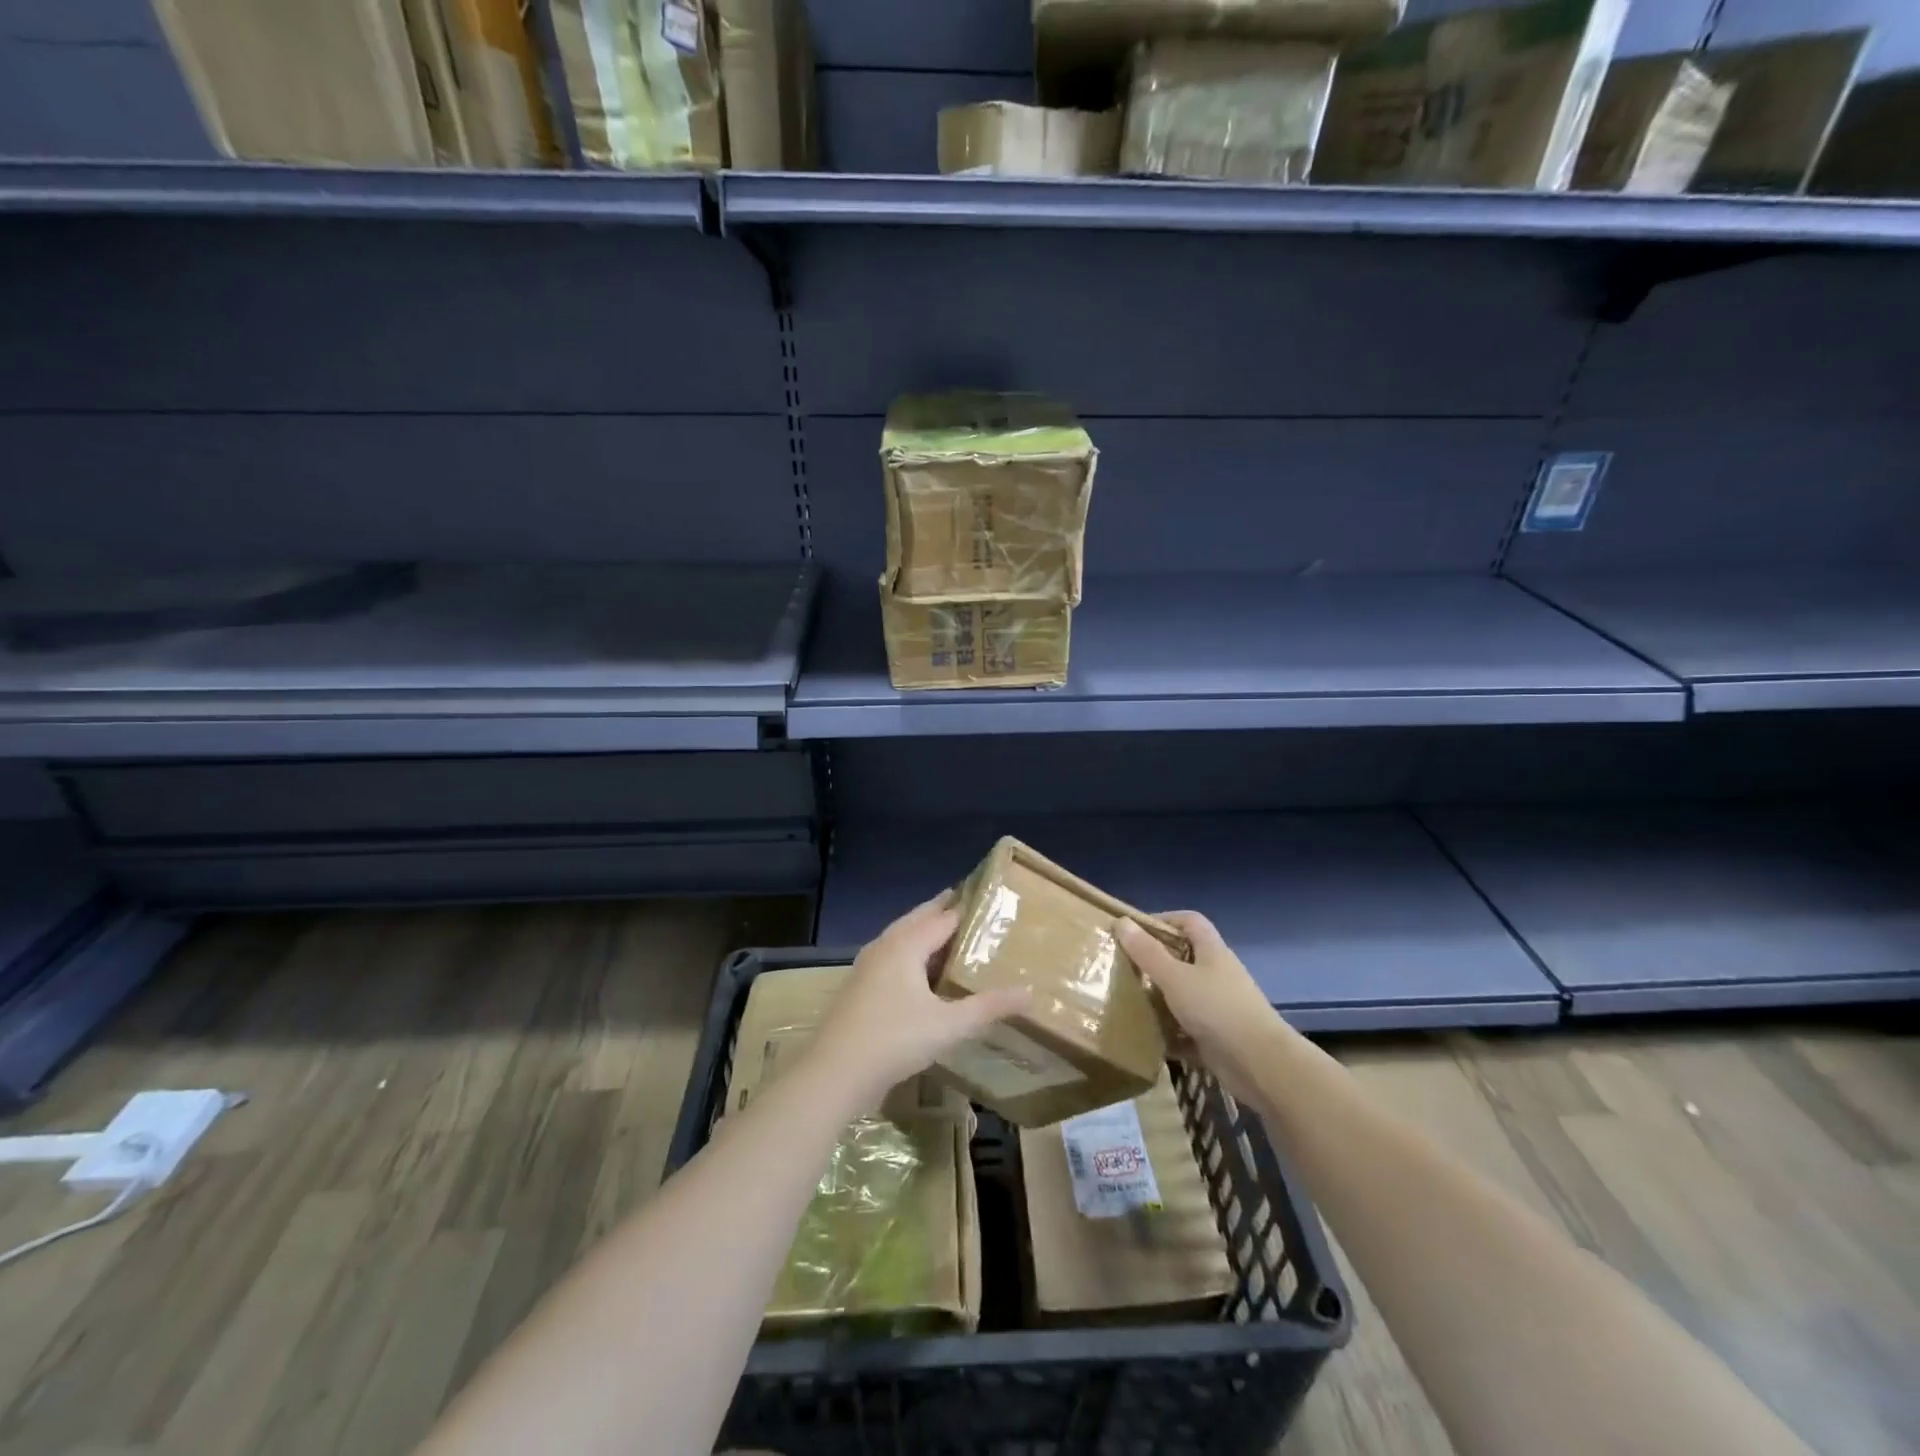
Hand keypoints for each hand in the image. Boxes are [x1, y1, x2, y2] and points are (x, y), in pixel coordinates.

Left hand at [806, 892, 1032, 1112]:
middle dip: (944, 912)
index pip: (944, 915)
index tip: (992, 902)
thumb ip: (989, 1007)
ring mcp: (867, 966)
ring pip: (903, 938)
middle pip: (919, 919)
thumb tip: (1030, 993)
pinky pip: (893, 958)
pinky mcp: (860, 987)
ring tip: (955, 940)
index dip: (968, 908)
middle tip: (976, 912)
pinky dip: (913, 955)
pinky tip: (924, 975)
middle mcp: (885, 945)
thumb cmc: (894, 1040)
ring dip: (926, 934)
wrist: (834, 1073)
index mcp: (906, 944)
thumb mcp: (949, 1025)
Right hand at [1118, 912, 1285, 1106]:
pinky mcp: (1217, 1035)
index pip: (1189, 921)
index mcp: (1212, 952)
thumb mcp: (1175, 977)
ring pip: (1184, 993)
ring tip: (1128, 1000)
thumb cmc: (1217, 1009)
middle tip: (1124, 967)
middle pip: (1184, 957)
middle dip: (1155, 961)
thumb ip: (1148, 952)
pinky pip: (1187, 1027)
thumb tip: (1122, 922)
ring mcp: (1219, 1006)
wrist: (1260, 1065)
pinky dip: (1169, 1031)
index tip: (1134, 931)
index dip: (1163, 919)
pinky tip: (1147, 1036)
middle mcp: (1217, 974)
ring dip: (1159, 997)